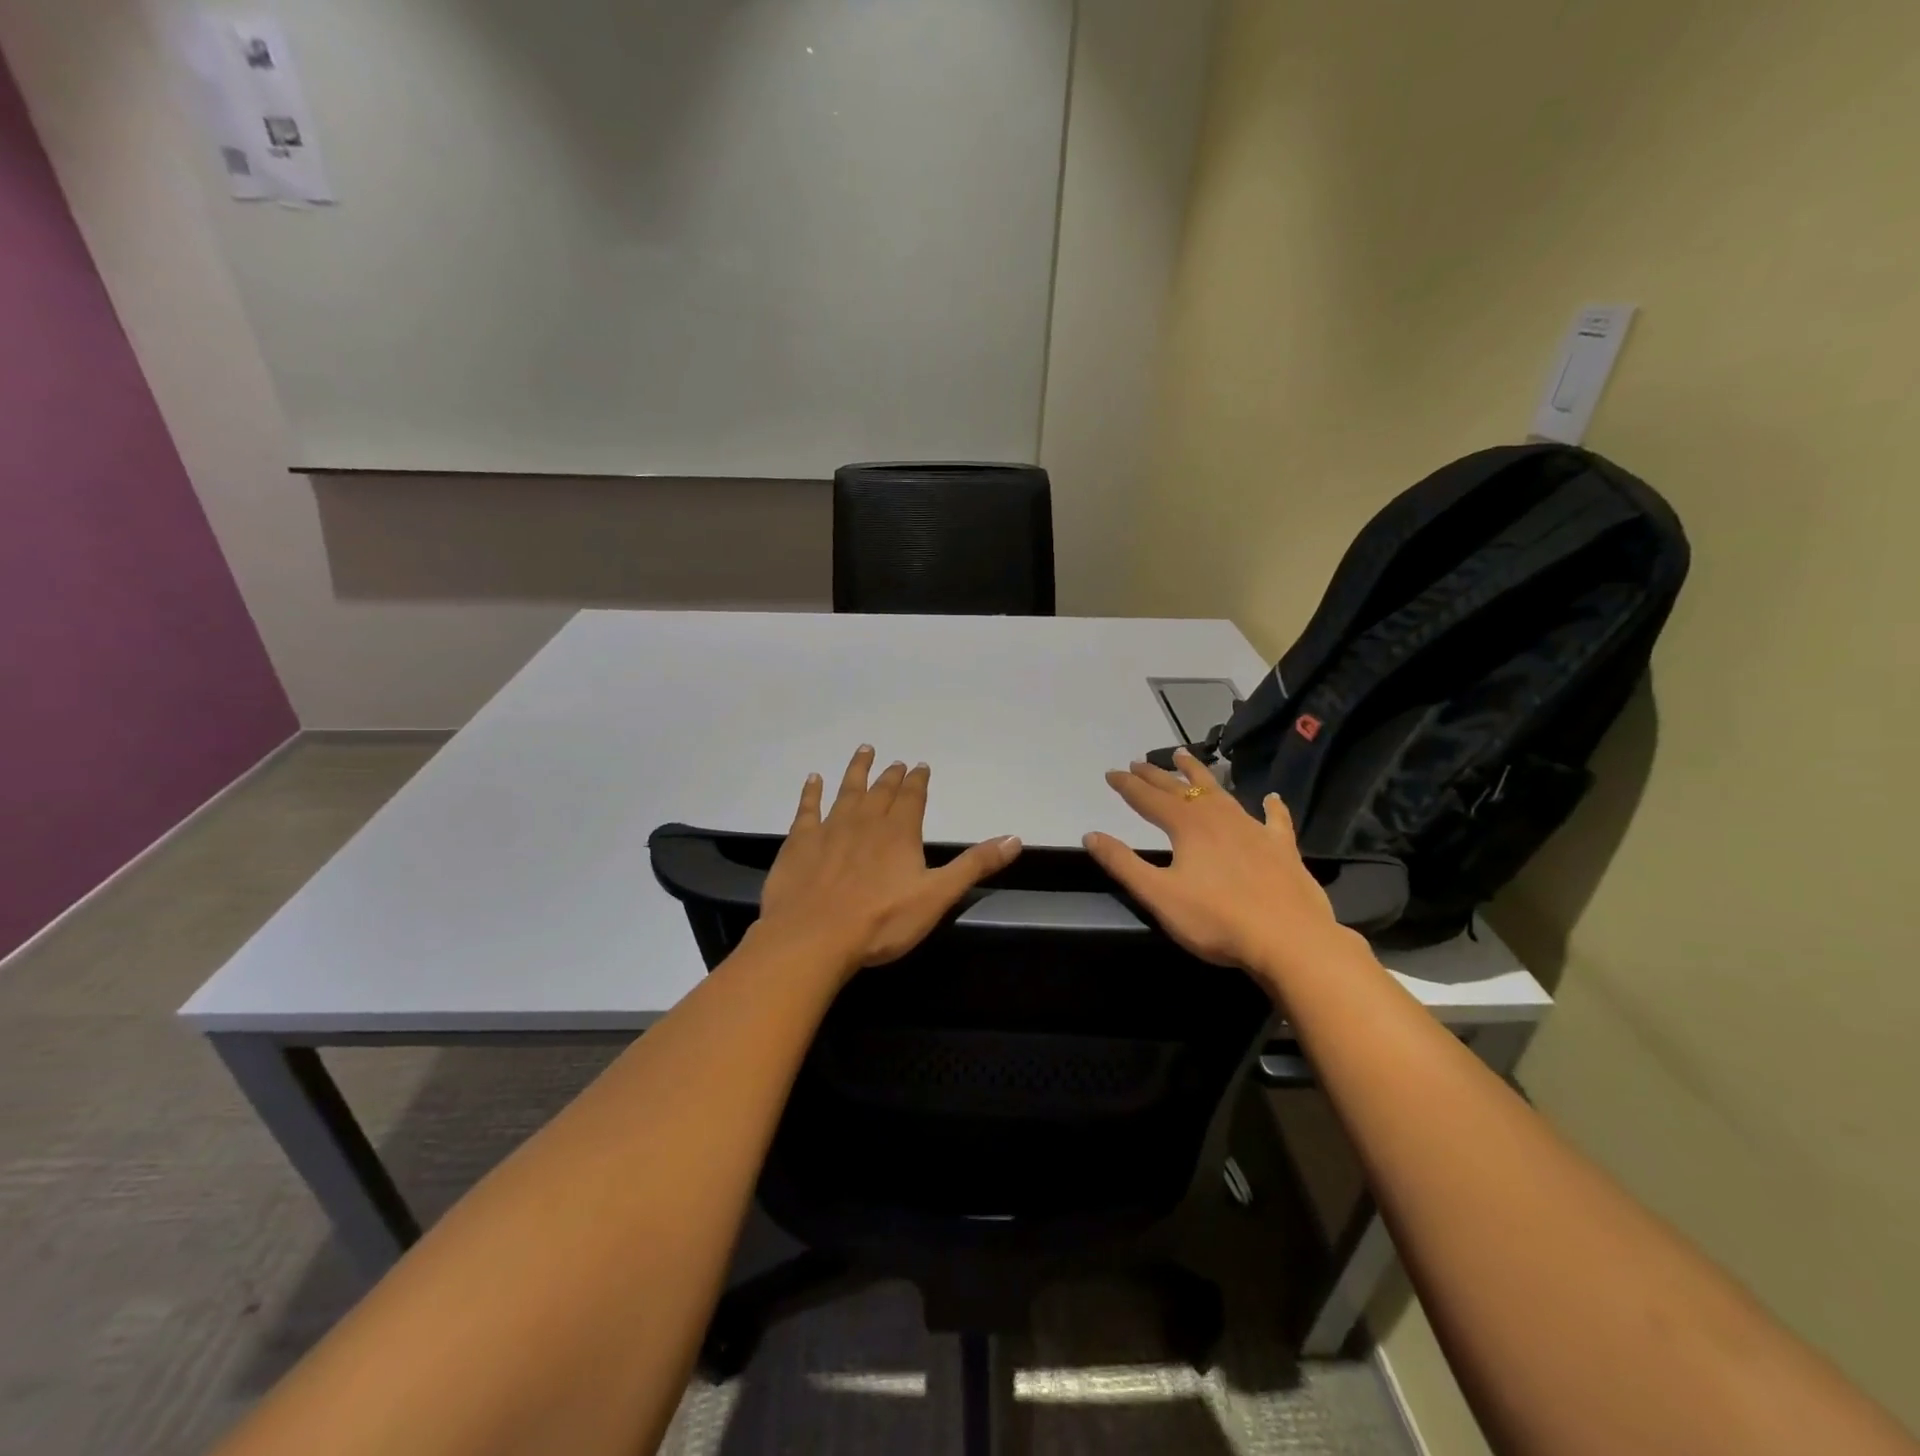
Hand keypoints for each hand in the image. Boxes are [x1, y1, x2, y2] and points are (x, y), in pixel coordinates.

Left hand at [757, 746, 1022, 976]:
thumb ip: (974, 865)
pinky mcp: (800, 842)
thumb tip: (1015, 838)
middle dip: (891, 775)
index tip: (920, 765)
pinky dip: (811, 792)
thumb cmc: (881, 921)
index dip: (918, 781)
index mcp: (899, 832)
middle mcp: (865, 821)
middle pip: (881, 790)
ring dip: (857, 770)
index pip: (912, 798)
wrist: (814, 937)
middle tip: (895, 761)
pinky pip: (807, 808)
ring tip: (864, 750)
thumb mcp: (938, 896)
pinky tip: (813, 779)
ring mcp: (830, 829)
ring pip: (847, 790)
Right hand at [1083, 748, 1348, 982]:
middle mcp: (1218, 817)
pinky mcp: (1281, 848)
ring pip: (1221, 792)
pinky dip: (1271, 808)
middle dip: (1157, 775)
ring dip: (1200, 775)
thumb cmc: (1217, 920)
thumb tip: (1091, 835)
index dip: (1127, 785)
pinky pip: (1274, 820)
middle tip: (1139, 762)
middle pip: (1182, 788)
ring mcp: (1253, 829)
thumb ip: (1123, 863)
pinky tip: (1272, 799)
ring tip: (1185, 757)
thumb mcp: (1159, 895)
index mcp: (1187, 826)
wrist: (1290, 940)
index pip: (1149, 798)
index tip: (1111, 773)